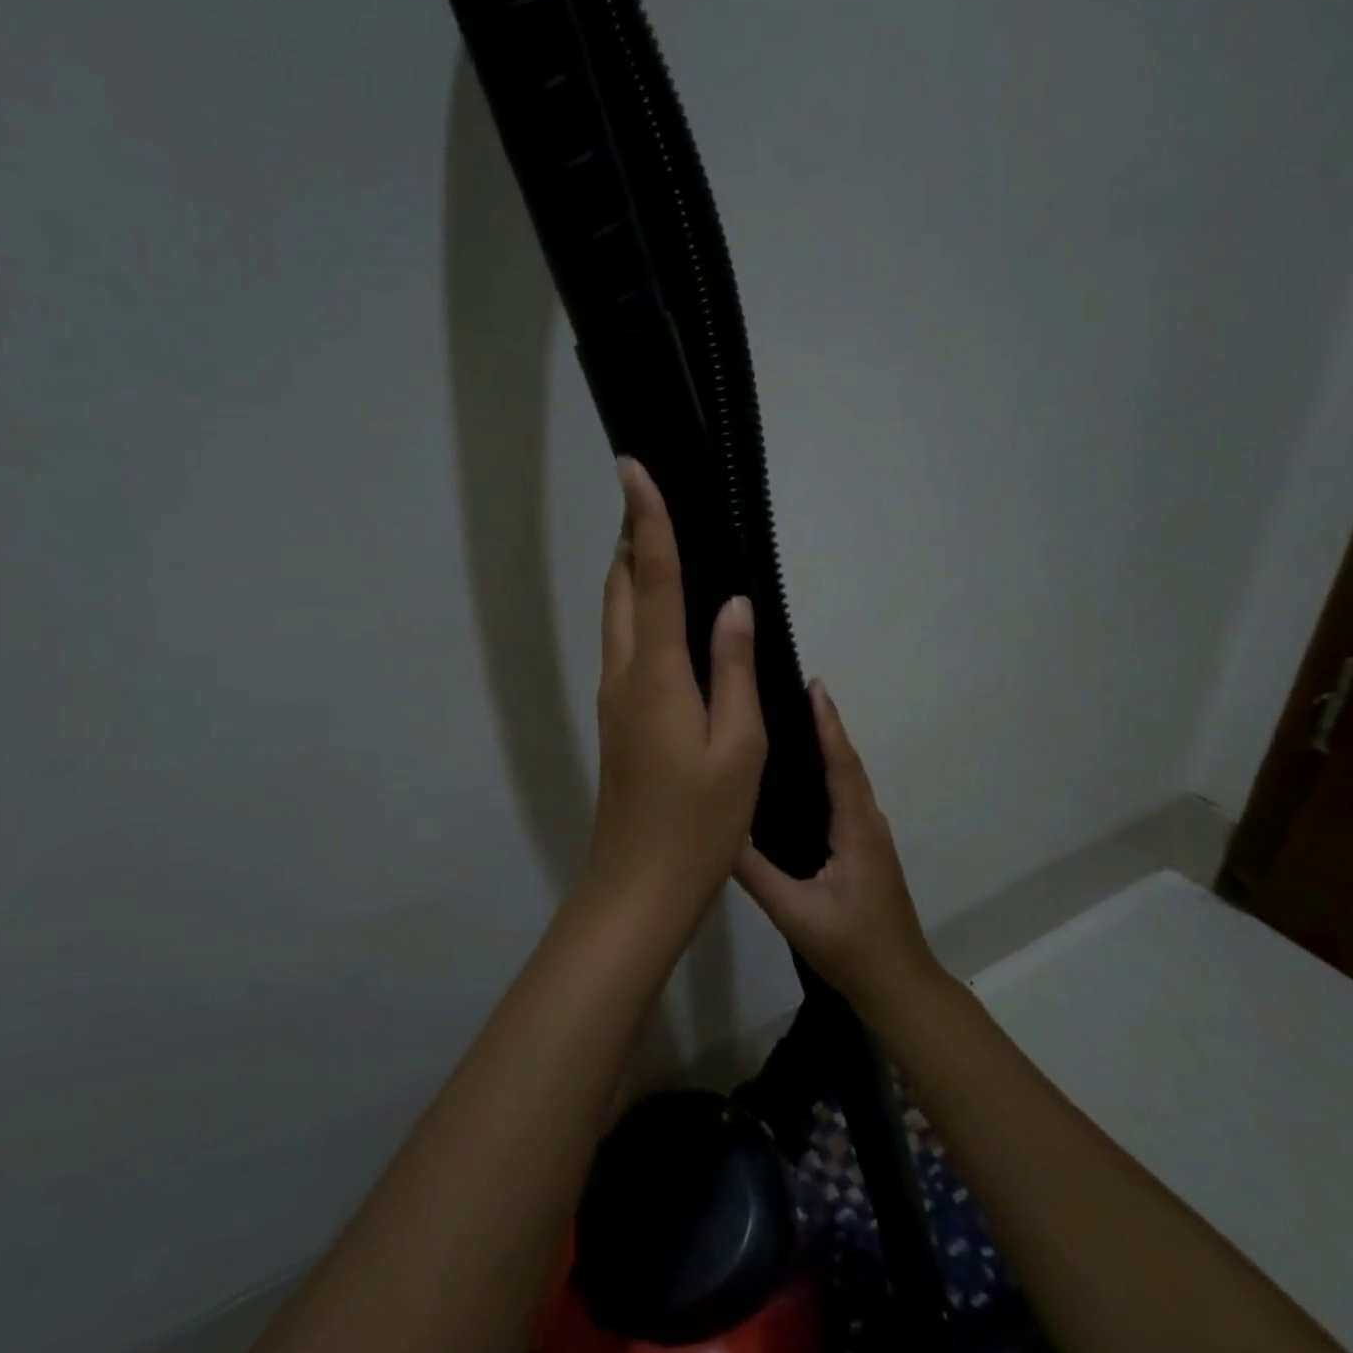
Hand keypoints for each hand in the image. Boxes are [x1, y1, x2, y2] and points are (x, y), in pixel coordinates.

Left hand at [578, 459, 767, 930]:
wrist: (639, 885)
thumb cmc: (700, 822)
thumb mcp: (738, 746)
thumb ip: (734, 669)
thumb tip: (733, 605)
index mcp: (655, 674)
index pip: (650, 577)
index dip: (647, 519)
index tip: (633, 467)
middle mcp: (623, 675)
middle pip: (620, 588)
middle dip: (632, 537)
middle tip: (655, 497)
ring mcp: (613, 698)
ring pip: (616, 616)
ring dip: (631, 572)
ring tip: (660, 540)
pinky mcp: (617, 719)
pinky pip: (624, 645)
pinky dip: (638, 611)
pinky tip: (666, 614)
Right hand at [735, 681, 940, 1015]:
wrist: (898, 986)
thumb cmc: (851, 948)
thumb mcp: (795, 912)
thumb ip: (757, 873)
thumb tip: (719, 830)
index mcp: (856, 831)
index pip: (841, 766)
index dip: (828, 725)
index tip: (815, 686)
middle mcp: (868, 825)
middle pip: (847, 765)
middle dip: (825, 726)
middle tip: (794, 693)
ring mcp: (870, 839)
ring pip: (848, 782)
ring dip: (828, 748)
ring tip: (794, 724)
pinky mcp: (864, 852)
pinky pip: (845, 800)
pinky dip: (829, 775)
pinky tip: (802, 780)